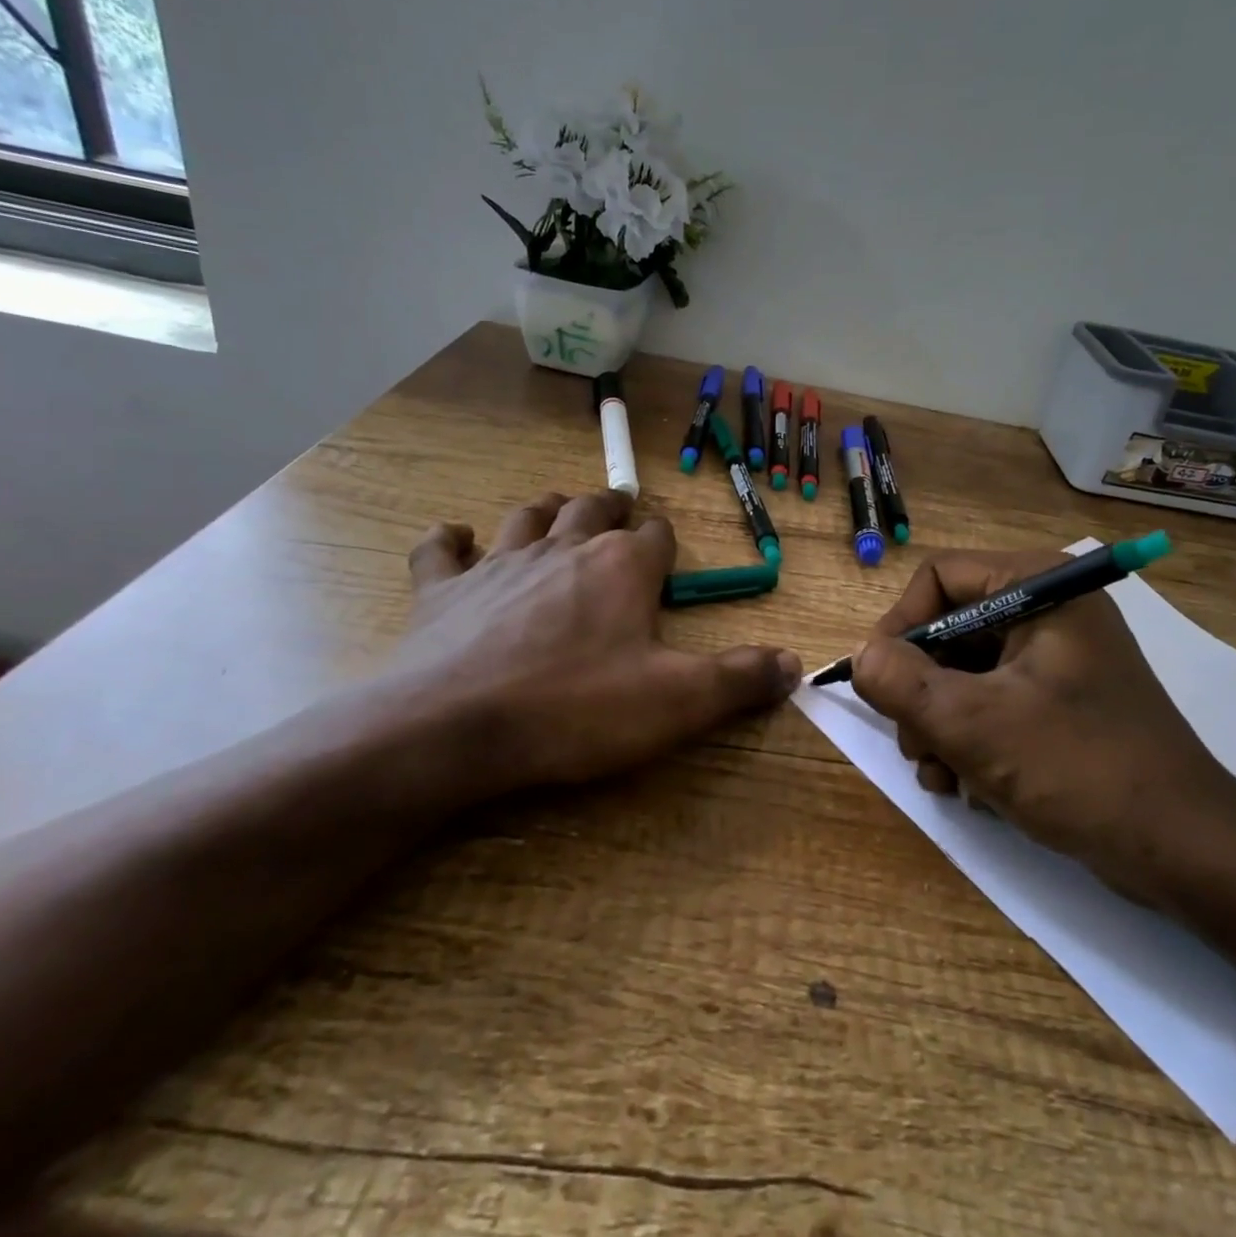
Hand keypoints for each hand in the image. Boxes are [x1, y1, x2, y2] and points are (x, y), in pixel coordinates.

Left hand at [386, 490, 799, 799]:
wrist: (456, 728)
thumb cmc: (577, 709)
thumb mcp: (678, 701)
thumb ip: (739, 679)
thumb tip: (794, 664)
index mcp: (621, 568)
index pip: (655, 537)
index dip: (664, 541)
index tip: (666, 551)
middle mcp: (563, 550)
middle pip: (592, 512)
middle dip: (610, 509)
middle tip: (618, 509)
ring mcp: (498, 565)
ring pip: (526, 517)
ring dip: (545, 510)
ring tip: (556, 510)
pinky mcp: (441, 591)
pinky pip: (441, 550)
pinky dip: (450, 540)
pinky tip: (455, 537)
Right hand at [849, 550, 1235, 910]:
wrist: (1187, 853)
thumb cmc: (1082, 770)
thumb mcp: (975, 725)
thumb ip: (901, 683)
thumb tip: (860, 657)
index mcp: (1040, 588)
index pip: (939, 576)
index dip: (900, 624)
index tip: (880, 680)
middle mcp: (1049, 611)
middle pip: (948, 627)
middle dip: (919, 689)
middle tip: (913, 744)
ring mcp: (1056, 659)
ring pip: (963, 671)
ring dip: (938, 723)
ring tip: (939, 775)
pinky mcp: (1060, 702)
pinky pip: (991, 701)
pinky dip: (968, 738)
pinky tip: (965, 786)